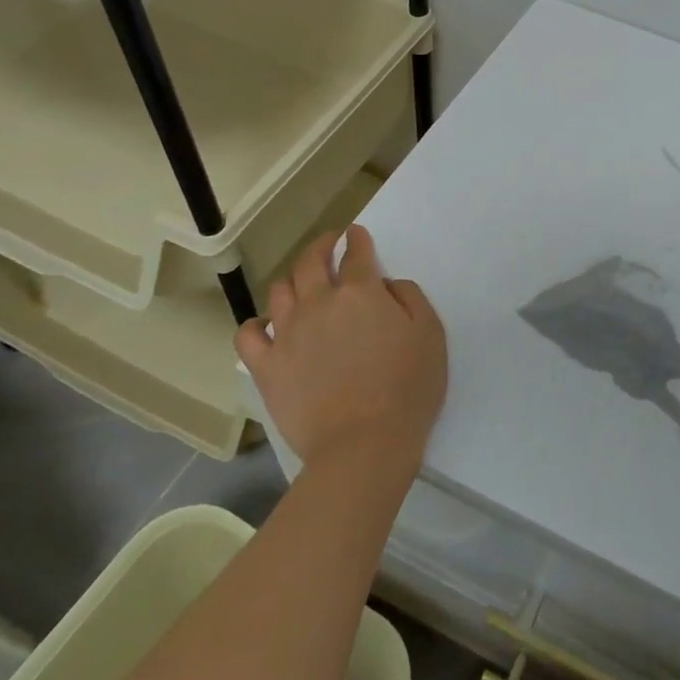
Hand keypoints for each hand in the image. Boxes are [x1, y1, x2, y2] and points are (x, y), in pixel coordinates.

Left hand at [234, 225, 446, 473]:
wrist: (364, 445)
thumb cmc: (408, 389)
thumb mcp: (430, 335)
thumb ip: (410, 297)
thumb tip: (386, 284)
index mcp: (361, 292)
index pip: (356, 253)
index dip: (356, 239)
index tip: (355, 234)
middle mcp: (319, 302)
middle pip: (310, 261)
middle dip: (320, 246)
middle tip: (328, 246)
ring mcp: (287, 333)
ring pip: (279, 290)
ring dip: (292, 280)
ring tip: (301, 287)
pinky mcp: (266, 366)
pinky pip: (248, 334)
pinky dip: (256, 325)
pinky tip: (267, 328)